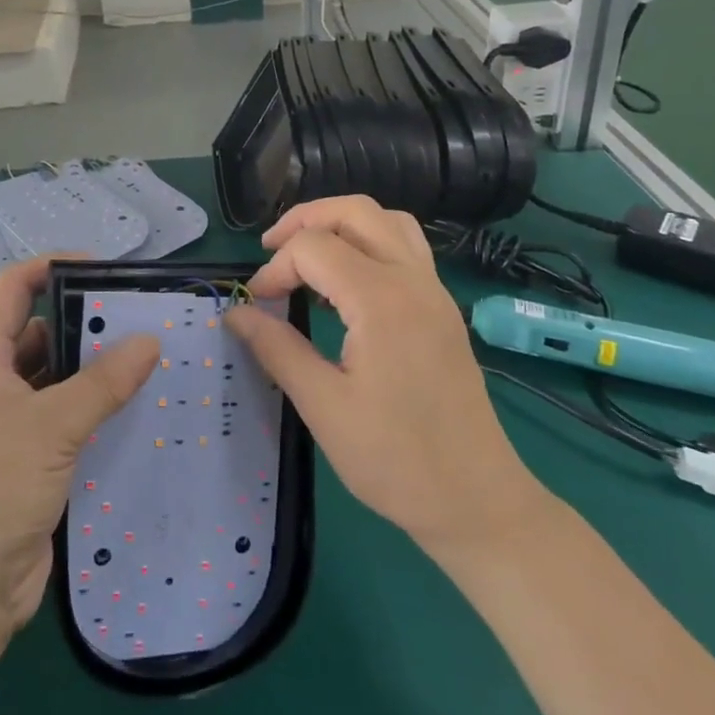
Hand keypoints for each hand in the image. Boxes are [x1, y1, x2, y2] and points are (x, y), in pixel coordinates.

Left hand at [0, 257, 160, 636]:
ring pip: (58, 381)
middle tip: (142, 320)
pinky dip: (97, 413)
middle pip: (41, 333)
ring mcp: (12, 426)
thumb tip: (149, 340)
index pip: (14, 289)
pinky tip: (138, 413)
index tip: (102, 268)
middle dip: (86, 323)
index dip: (52, 267)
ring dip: (95, 372)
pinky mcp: (32, 463)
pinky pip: (68, 422)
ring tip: (151, 362)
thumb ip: (102, 382)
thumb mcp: (51, 425)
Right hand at [225, 196, 540, 554]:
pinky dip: (367, 240)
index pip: (314, 248)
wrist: (478, 502)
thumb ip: (277, 348)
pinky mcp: (442, 307)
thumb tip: (236, 312)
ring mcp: (434, 290)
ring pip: (386, 219)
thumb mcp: (324, 407)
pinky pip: (404, 245)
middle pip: (354, 211)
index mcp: (382, 300)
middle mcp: (413, 280)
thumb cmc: (396, 461)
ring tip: (306, 252)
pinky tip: (346, 279)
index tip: (257, 305)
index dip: (275, 268)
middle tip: (271, 250)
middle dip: (304, 220)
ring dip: (340, 222)